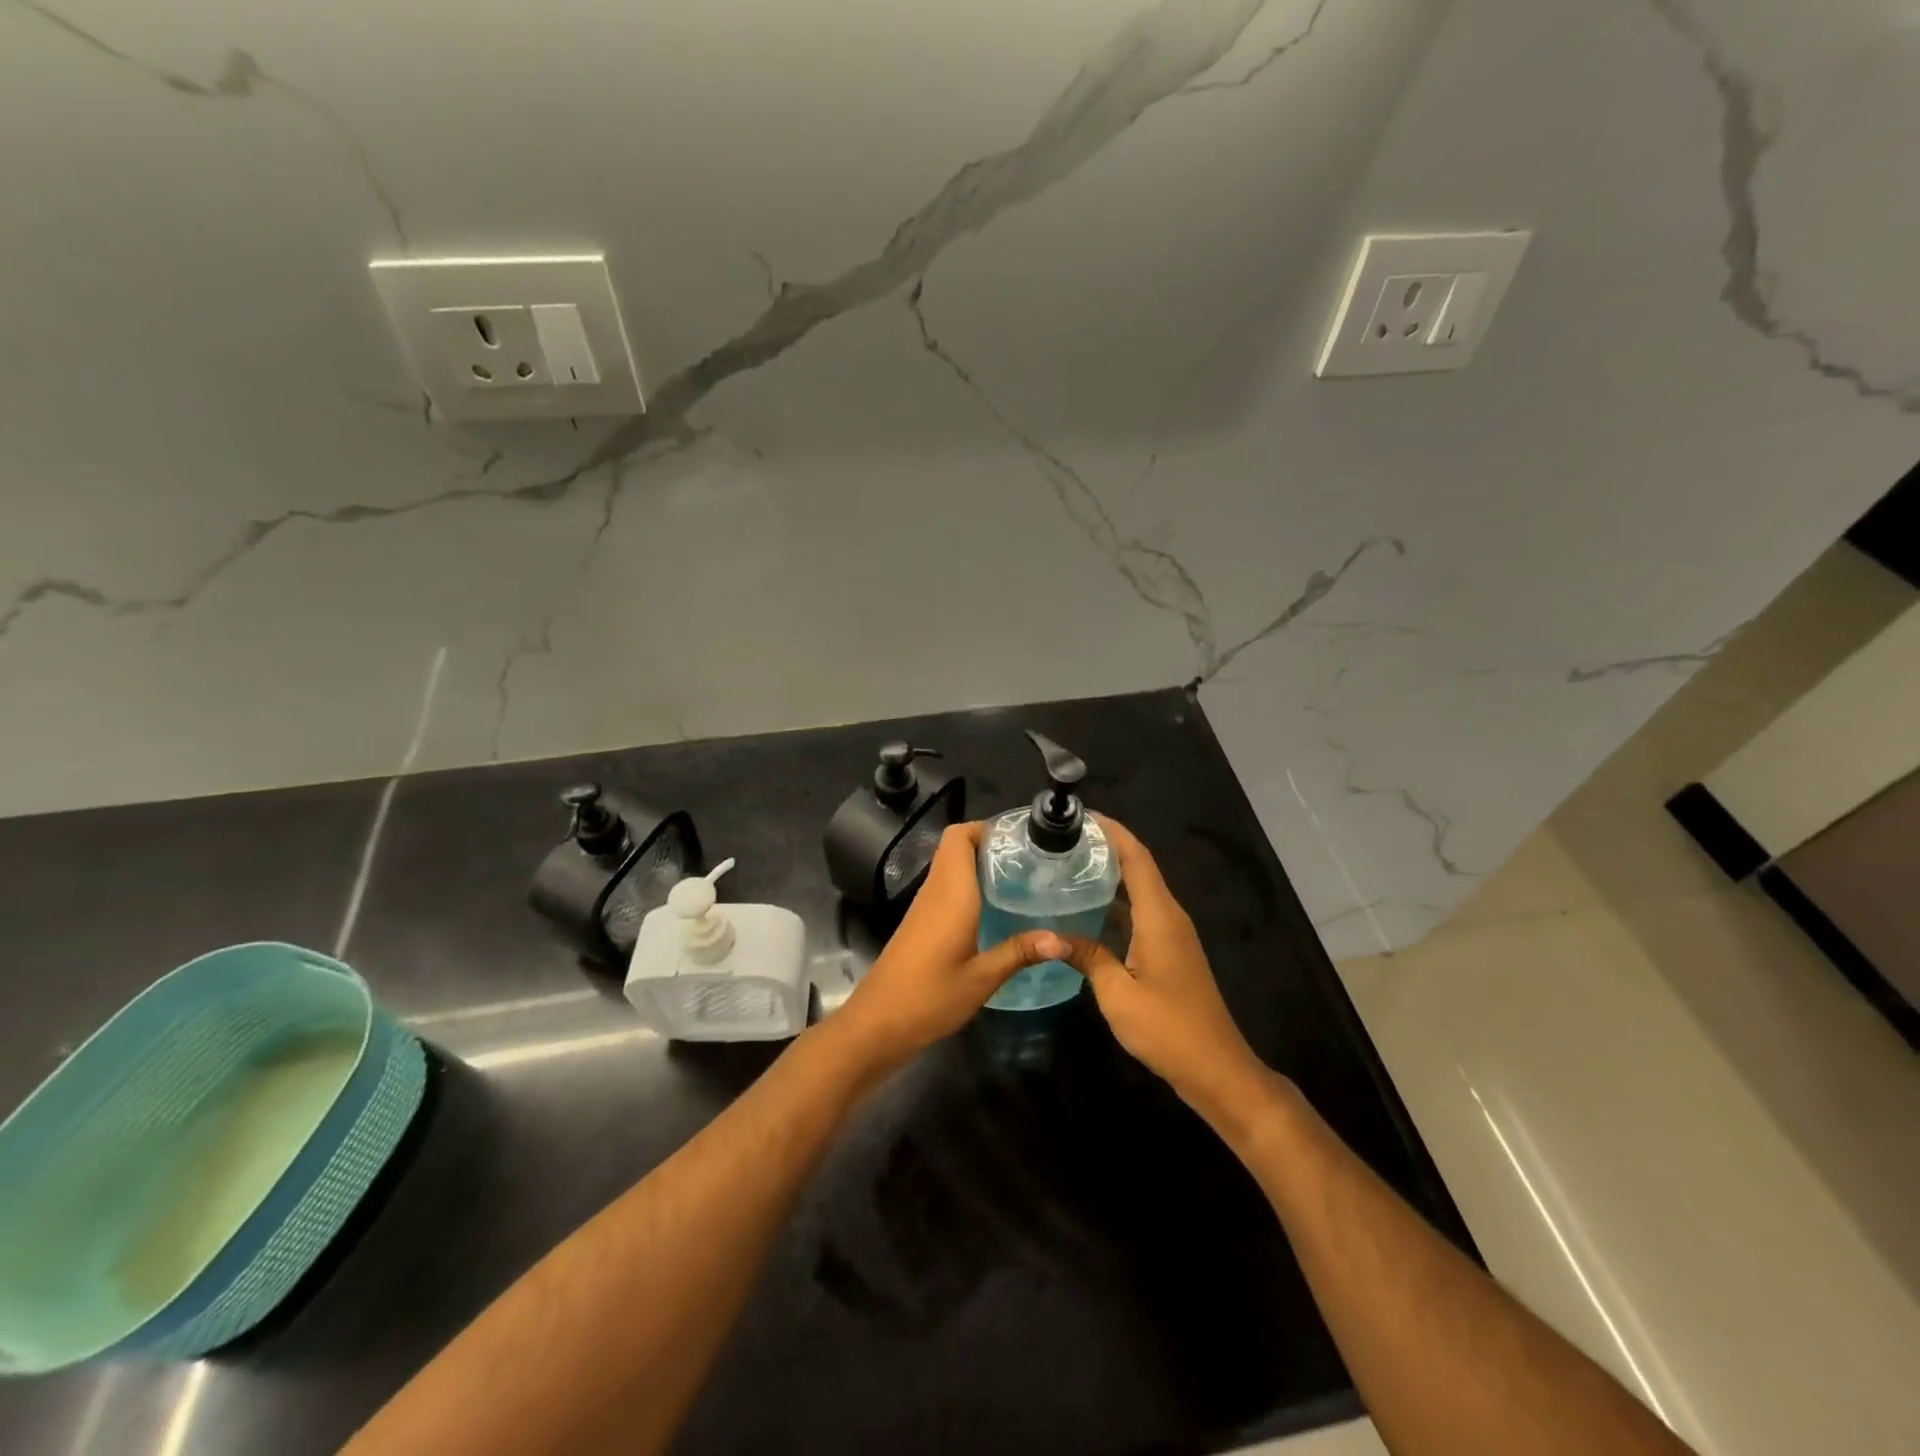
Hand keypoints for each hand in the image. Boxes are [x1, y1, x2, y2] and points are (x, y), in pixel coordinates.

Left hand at [831, 823, 1062, 1075]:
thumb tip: (1062, 940)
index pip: (959, 836)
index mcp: (951, 893)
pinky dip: (971, 886)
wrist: (877, 1024)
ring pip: (951, 867)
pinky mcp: (921, 923)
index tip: (1022, 839)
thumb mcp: (982, 978)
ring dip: (981, 865)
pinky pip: (947, 888)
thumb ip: (1019, 952)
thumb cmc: (929, 997)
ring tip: (1023, 879)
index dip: (988, 827)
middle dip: (991, 844)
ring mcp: (924, 906)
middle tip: (1030, 860)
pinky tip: (997, 909)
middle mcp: (935, 890)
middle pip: (956, 846)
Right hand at [1059, 817, 1272, 1125]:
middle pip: (1139, 866)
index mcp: (1160, 916)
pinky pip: (1140, 912)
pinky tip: (1087, 910)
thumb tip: (1051, 935)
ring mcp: (1172, 934)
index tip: (1080, 815)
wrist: (1216, 1069)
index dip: (1112, 830)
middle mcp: (1169, 916)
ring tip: (1068, 866)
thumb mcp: (1117, 993)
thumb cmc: (1168, 1029)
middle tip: (1062, 840)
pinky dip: (1115, 902)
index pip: (1137, 857)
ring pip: (1140, 889)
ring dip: (1110, 873)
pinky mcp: (1170, 952)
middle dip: (1105, 846)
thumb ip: (1087, 956)